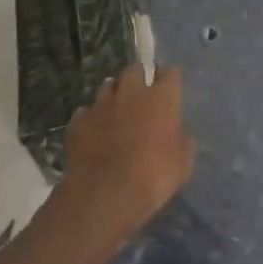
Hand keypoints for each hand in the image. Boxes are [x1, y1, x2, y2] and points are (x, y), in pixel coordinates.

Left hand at [56, 65, 195, 250]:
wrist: (106, 193)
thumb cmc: (154, 176)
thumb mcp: (183, 164)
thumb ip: (183, 143)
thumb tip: (182, 137)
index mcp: (162, 97)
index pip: (171, 73)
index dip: (170, 79)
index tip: (170, 88)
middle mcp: (132, 92)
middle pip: (135, 70)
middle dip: (138, 79)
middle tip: (141, 97)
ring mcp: (102, 103)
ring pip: (108, 85)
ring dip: (113, 94)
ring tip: (115, 111)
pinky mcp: (79, 120)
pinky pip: (86, 111)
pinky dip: (91, 119)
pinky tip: (93, 133)